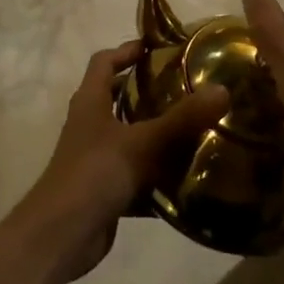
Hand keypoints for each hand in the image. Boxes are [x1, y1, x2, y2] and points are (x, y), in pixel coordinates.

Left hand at [16, 40, 229, 280]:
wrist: (61, 235)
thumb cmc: (95, 173)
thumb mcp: (142, 142)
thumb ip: (182, 119)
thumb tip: (222, 90)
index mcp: (90, 102)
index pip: (104, 62)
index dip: (127, 50)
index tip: (157, 47)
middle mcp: (89, 124)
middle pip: (117, 97)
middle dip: (148, 91)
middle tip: (186, 88)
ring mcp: (95, 157)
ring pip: (128, 136)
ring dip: (155, 133)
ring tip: (195, 128)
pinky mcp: (104, 188)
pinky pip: (134, 172)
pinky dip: (156, 173)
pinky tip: (185, 177)